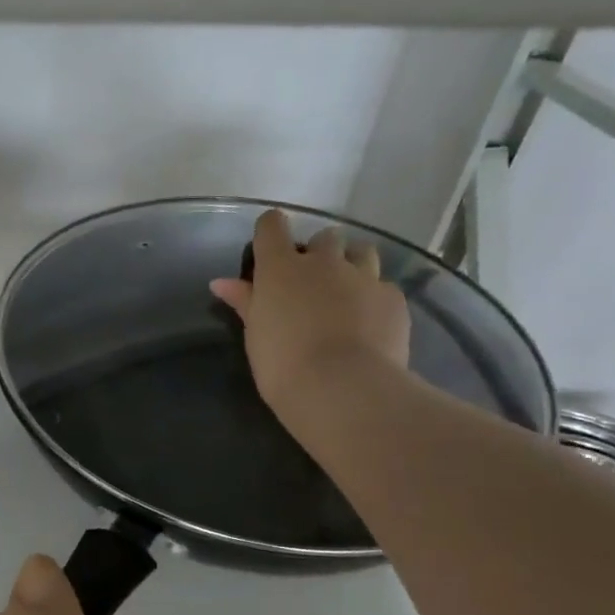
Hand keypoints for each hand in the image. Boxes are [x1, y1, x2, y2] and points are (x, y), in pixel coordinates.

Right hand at [209, 209, 410, 416]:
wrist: (342, 388)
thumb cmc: (282, 365)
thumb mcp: (255, 335)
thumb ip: (244, 302)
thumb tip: (220, 283)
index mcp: (281, 268)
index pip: (272, 226)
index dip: (270, 232)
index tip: (268, 250)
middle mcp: (324, 262)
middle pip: (324, 237)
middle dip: (319, 254)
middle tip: (312, 285)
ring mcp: (363, 277)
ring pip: (361, 252)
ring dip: (352, 265)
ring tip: (347, 295)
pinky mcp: (393, 298)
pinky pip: (384, 286)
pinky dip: (374, 298)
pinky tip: (370, 324)